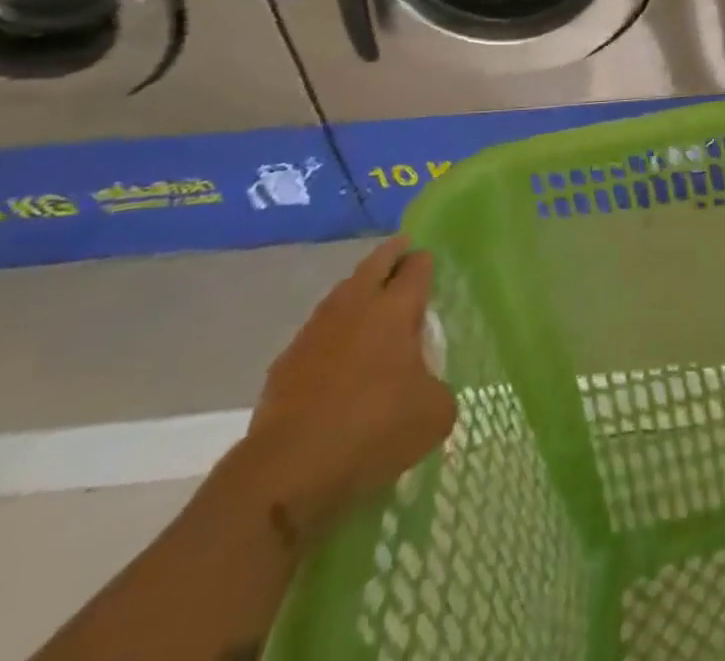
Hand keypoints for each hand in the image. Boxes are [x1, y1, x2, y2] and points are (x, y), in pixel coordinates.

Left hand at [242, 235, 456, 542]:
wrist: (287, 472)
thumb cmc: (373, 429)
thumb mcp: (434, 414)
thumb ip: (438, 388)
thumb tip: (427, 387)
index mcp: (396, 308)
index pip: (416, 267)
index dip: (425, 261)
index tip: (429, 262)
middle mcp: (356, 306)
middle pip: (375, 263)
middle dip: (392, 255)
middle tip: (403, 252)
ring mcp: (315, 331)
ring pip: (342, 294)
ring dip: (358, 291)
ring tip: (371, 302)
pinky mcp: (286, 363)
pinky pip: (317, 333)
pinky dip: (333, 333)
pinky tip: (339, 355)